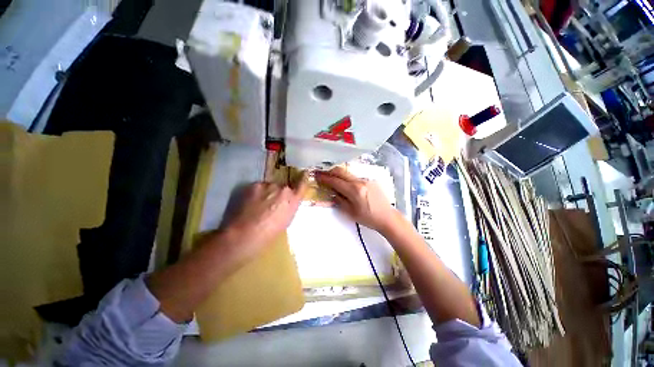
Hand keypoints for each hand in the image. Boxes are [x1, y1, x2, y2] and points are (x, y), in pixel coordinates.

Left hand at [223, 174, 308, 249]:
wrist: (247, 233)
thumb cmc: (270, 232)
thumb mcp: (287, 220)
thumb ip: (290, 206)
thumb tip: (287, 201)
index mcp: (293, 199)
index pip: (301, 185)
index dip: (303, 178)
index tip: (304, 173)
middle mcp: (284, 189)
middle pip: (283, 187)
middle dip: (279, 193)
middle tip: (271, 203)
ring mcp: (269, 185)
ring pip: (270, 186)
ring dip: (267, 192)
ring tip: (258, 204)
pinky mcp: (255, 185)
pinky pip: (258, 187)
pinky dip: (256, 192)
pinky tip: (250, 203)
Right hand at [315, 167, 398, 232]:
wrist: (388, 217)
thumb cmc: (369, 218)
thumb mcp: (351, 213)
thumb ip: (340, 200)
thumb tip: (332, 192)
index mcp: (354, 191)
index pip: (336, 181)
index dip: (325, 178)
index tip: (317, 175)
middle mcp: (360, 181)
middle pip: (341, 171)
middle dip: (330, 171)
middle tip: (322, 173)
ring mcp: (366, 179)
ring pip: (348, 173)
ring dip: (339, 174)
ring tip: (333, 178)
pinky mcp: (371, 180)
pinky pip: (355, 177)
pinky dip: (347, 178)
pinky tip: (346, 183)